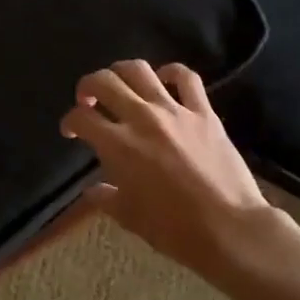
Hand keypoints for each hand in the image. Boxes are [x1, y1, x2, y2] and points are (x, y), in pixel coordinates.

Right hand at [60, 60, 273, 278]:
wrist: (229, 228)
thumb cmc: (174, 229)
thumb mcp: (129, 217)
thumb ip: (105, 198)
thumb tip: (92, 190)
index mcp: (117, 145)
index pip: (81, 118)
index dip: (69, 121)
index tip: (71, 131)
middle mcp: (141, 119)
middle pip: (104, 82)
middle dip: (88, 87)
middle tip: (88, 101)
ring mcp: (174, 111)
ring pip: (139, 70)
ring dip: (121, 73)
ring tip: (120, 86)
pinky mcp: (204, 112)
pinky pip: (185, 78)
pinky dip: (170, 72)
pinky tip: (163, 80)